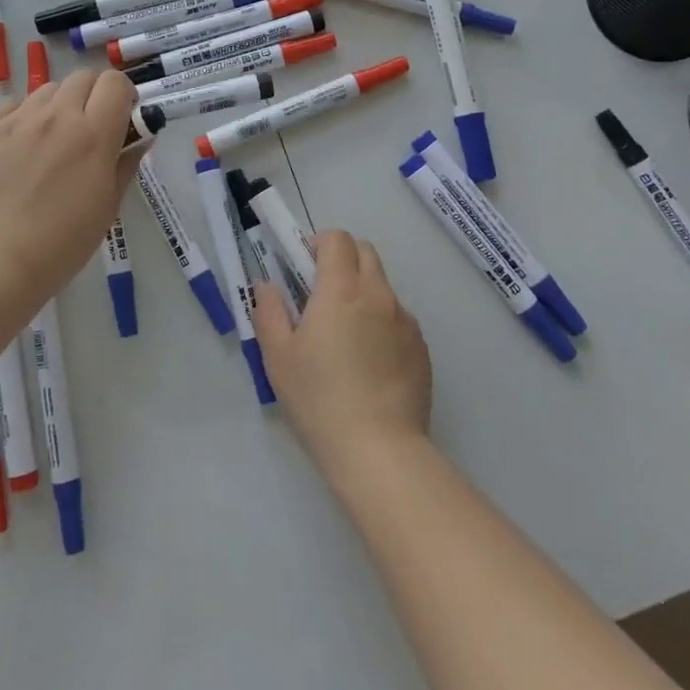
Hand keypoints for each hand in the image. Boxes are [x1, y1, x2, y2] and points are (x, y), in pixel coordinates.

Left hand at [0, 68, 145, 304]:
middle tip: (94, 126)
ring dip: (61, 103)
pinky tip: (25, 143)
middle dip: (95, 94)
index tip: (124, 117)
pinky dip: (26, 114)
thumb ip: (126, 164)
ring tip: (57, 137)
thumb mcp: (108, 206)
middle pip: (82, 76)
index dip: (125, 94)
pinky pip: (13, 105)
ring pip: (48, 88)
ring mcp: (19, 121)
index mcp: (93, 134)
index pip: (115, 83)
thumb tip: (141, 138)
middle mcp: (57, 116)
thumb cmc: (62, 242)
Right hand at [252, 230, 431, 476]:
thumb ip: (269, 312)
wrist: (379, 451)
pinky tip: (369, 364)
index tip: (303, 268)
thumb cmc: (319, 399)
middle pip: (365, 252)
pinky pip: (398, 319)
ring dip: (363, 293)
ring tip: (345, 337)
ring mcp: (406, 321)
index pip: (338, 239)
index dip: (318, 244)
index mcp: (342, 289)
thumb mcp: (278, 356)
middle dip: (342, 260)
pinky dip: (382, 324)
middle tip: (320, 295)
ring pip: (383, 287)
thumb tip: (268, 286)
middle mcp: (379, 295)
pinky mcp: (421, 348)